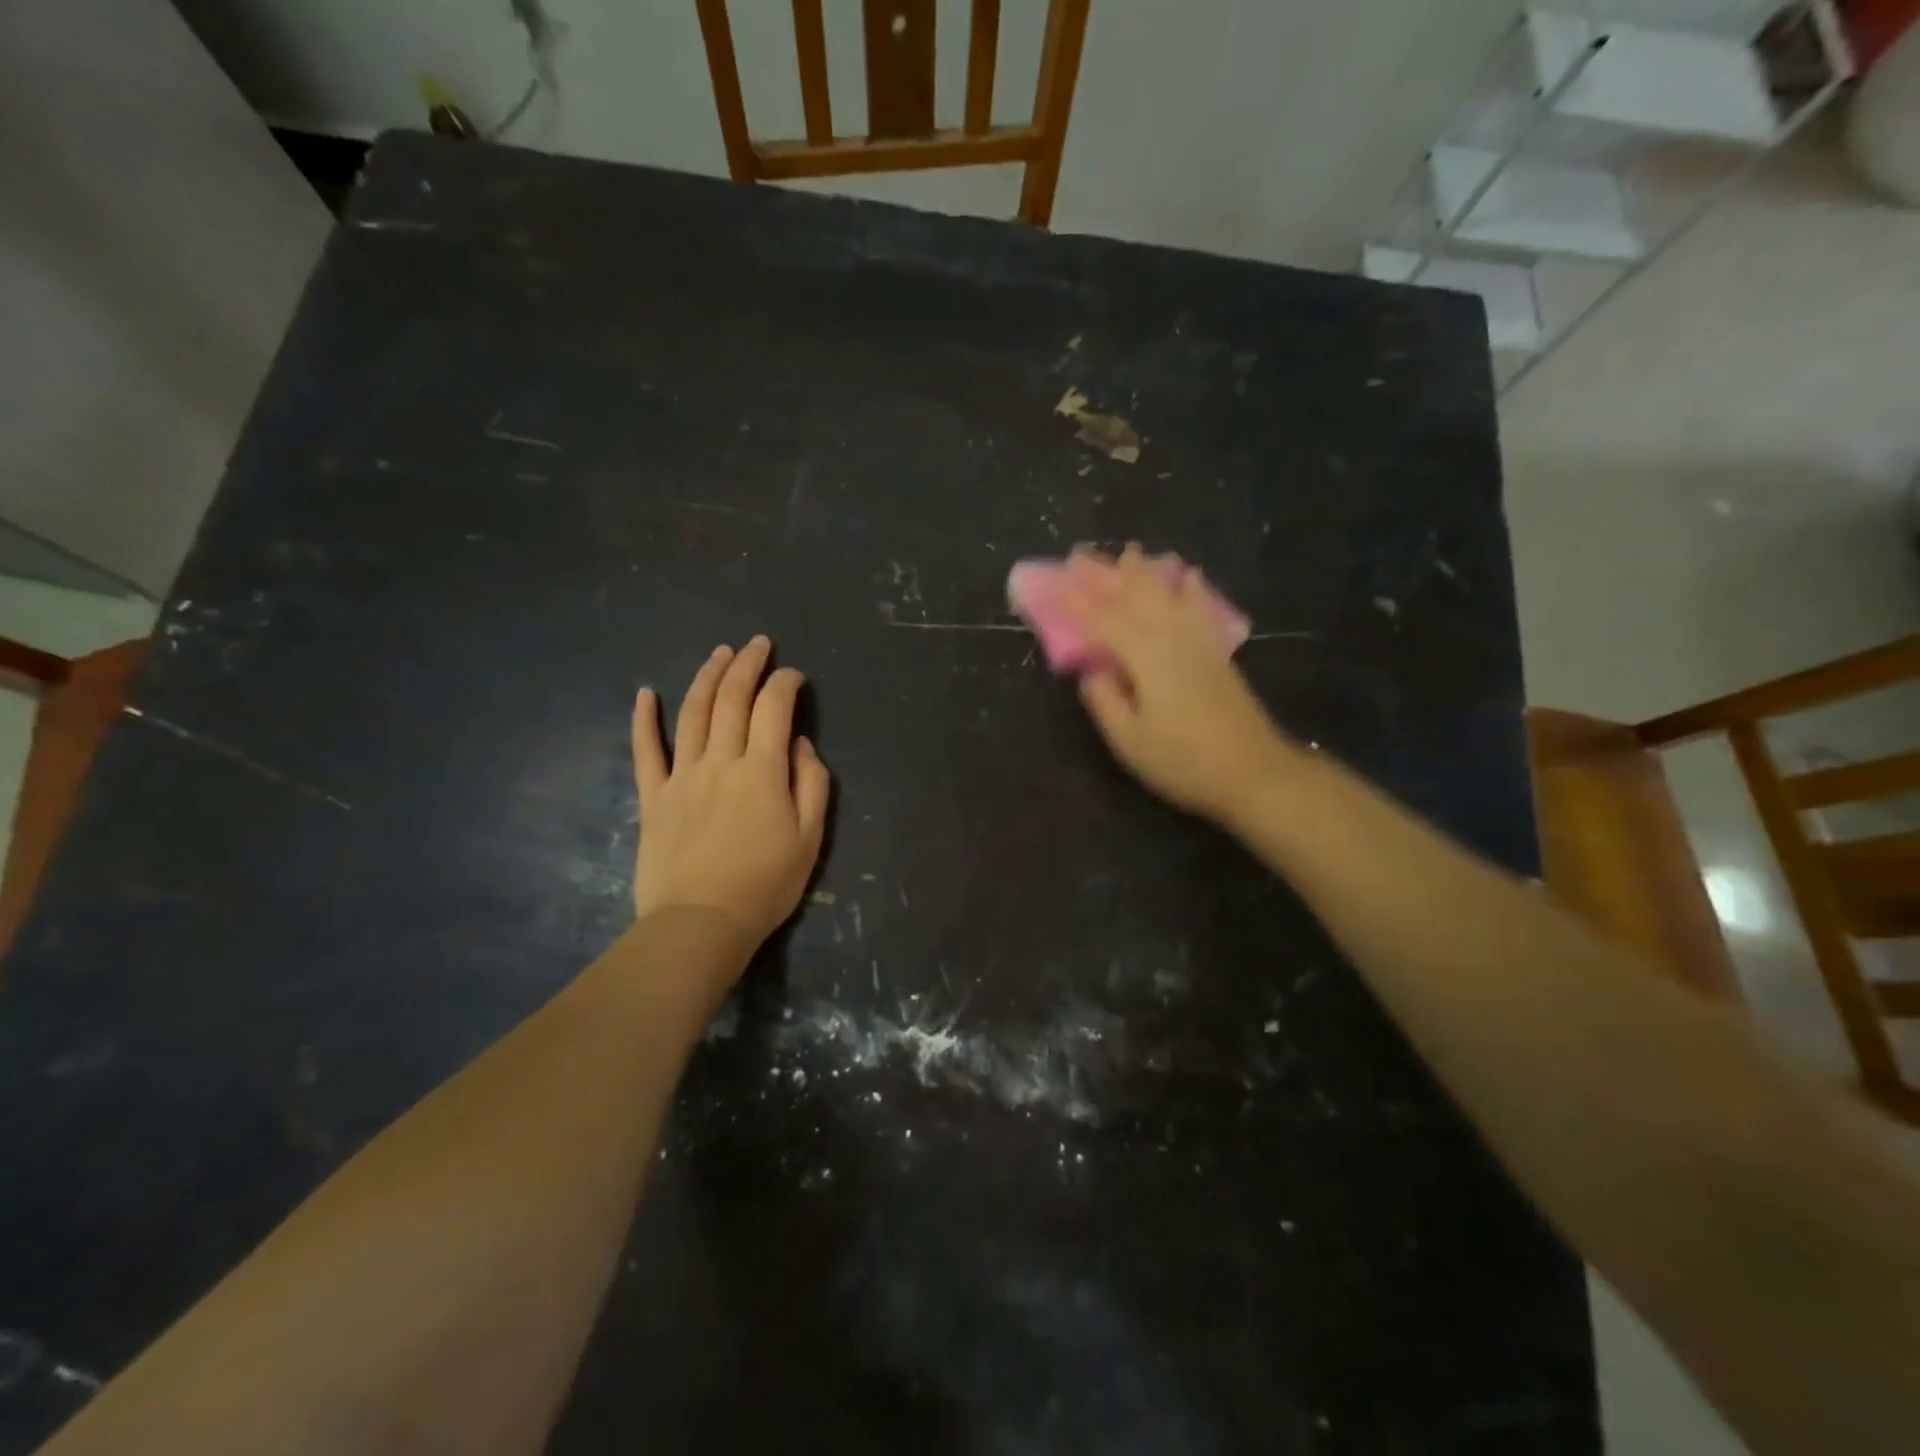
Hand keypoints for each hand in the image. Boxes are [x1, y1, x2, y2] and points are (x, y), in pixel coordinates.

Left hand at [631, 636, 830, 958]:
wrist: (700, 923)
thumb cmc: (765, 885)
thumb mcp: (809, 838)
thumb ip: (811, 783)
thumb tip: (798, 743)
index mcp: (762, 771)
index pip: (774, 709)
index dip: (784, 684)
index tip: (794, 676)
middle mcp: (721, 761)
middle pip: (732, 700)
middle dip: (747, 665)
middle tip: (757, 643)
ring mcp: (682, 776)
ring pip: (693, 714)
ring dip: (706, 677)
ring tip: (719, 653)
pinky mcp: (654, 796)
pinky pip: (646, 750)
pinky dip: (644, 719)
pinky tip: (645, 693)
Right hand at [1061, 546, 1295, 822]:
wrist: (1253, 772)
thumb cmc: (1182, 760)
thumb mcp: (1129, 740)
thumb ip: (1105, 700)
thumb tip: (1093, 669)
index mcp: (1146, 657)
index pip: (1103, 620)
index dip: (1075, 601)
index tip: (1052, 583)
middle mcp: (1172, 639)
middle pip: (1137, 597)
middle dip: (1108, 575)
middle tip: (1084, 556)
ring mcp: (1199, 643)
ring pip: (1167, 596)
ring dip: (1145, 573)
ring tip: (1130, 552)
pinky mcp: (1217, 654)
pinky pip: (1197, 608)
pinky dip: (1188, 589)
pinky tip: (1188, 577)